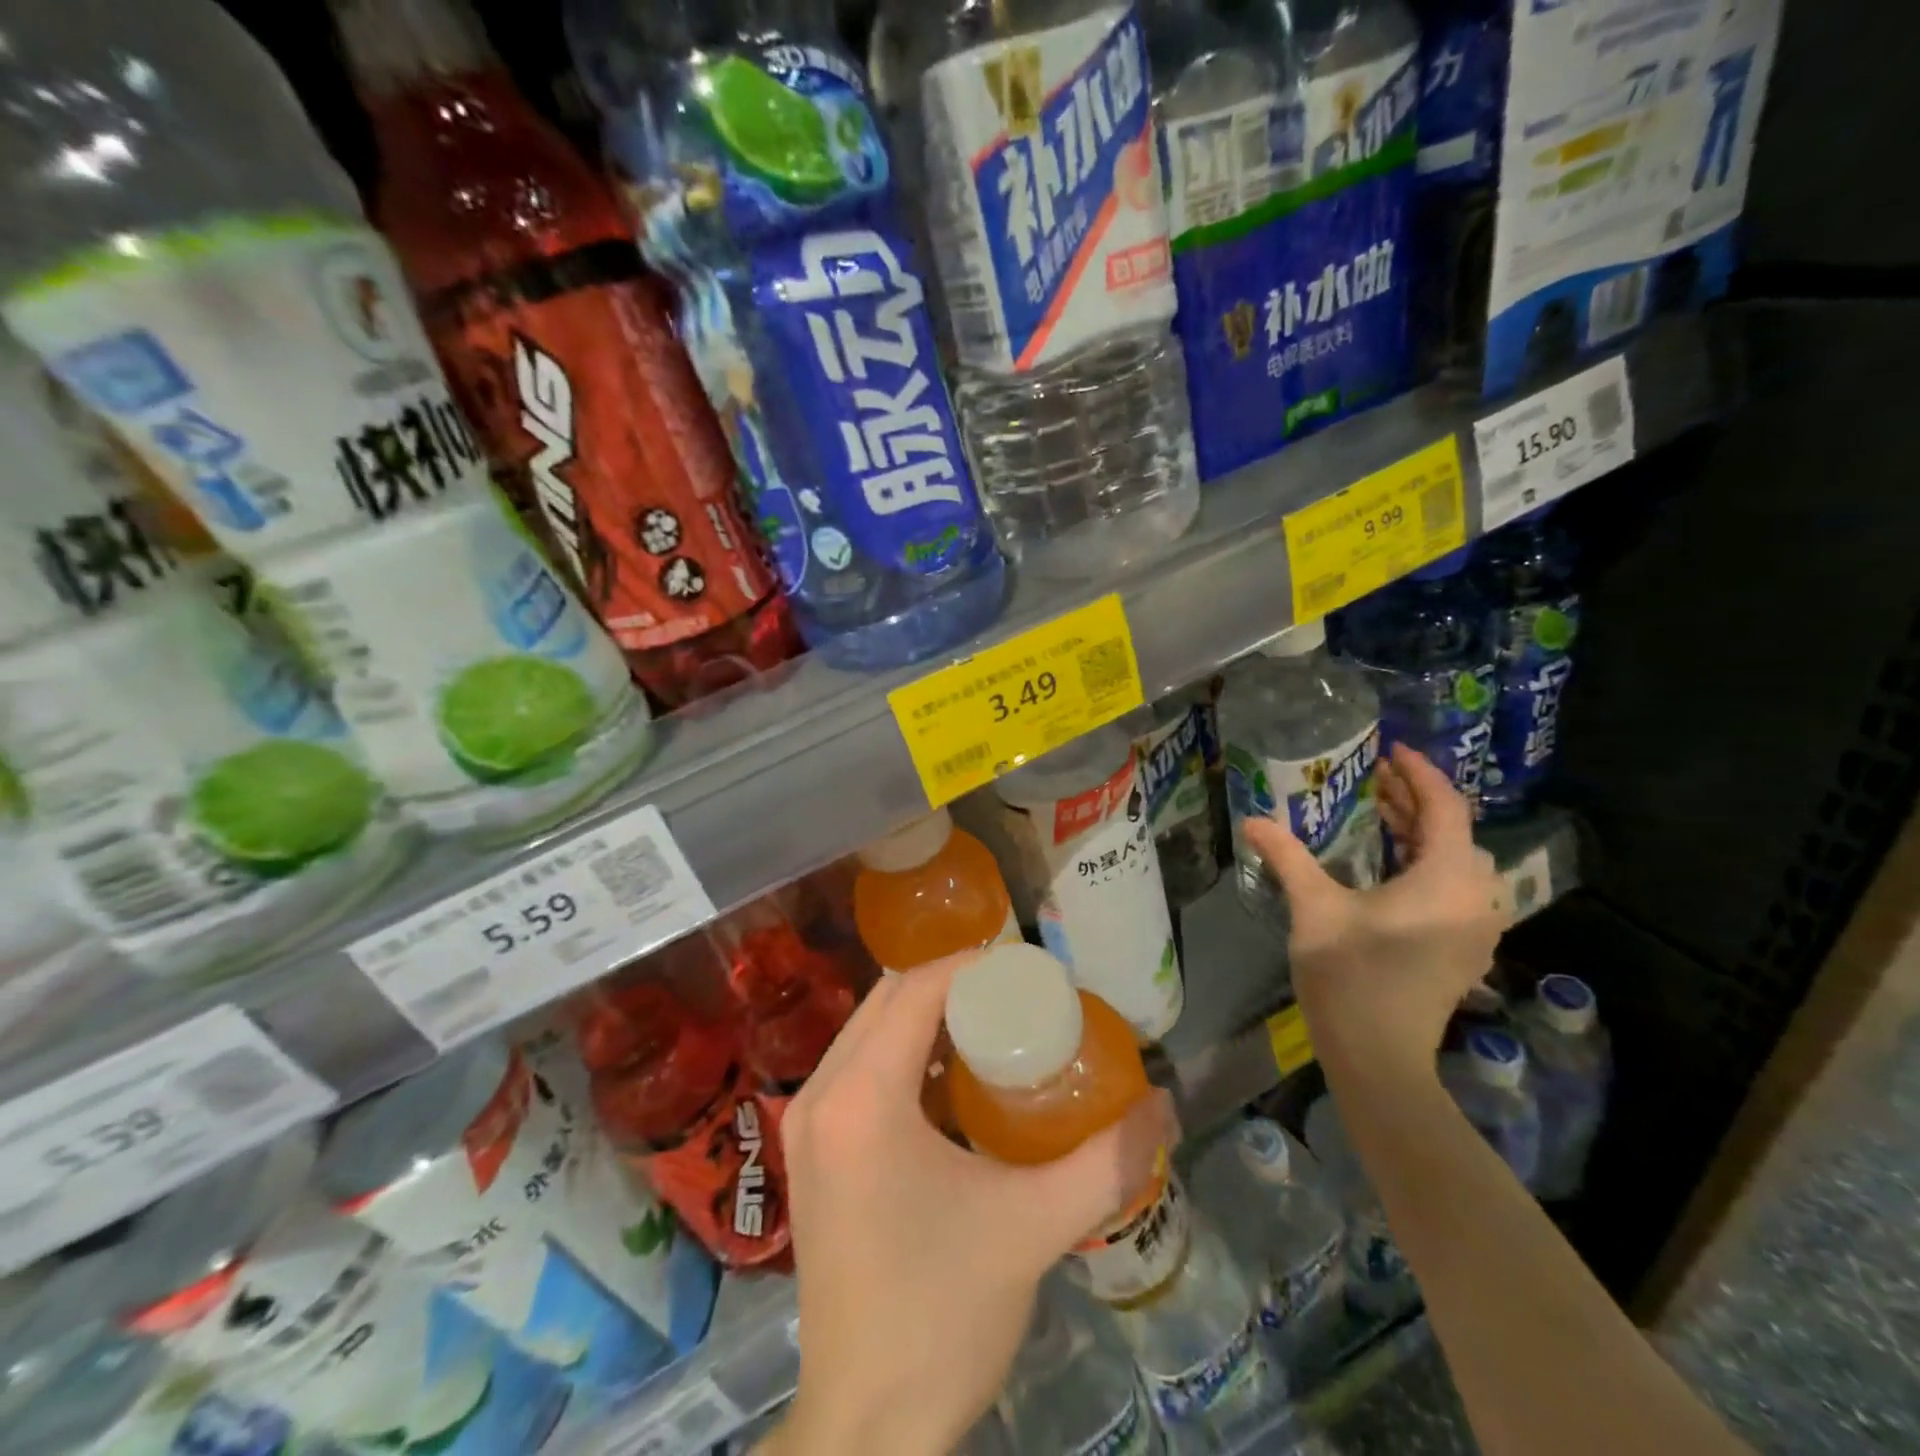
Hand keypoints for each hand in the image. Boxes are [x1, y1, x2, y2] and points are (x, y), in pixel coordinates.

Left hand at [765, 953, 1170, 1455]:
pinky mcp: (810, 1151)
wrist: (865, 1426)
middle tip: (1018, 995)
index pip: (915, 989)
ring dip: (925, 1015)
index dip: (972, 966)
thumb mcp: (1033, 1228)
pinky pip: (857, 1067)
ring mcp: (807, 1122)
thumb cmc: (942, 1314)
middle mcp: (822, 1093)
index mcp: (862, 1097)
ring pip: (868, 1029)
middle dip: (952, 985)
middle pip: (887, 999)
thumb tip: (1163, 1104)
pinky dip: (902, 1052)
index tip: (1028, 968)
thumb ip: (1107, 1161)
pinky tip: (950, 1077)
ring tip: (993, 1025)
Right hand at [1241, 742, 1510, 1076]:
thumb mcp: (1314, 908)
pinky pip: (1456, 886)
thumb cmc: (1350, 976)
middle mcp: (1475, 897)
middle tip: (1373, 779)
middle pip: (1454, 831)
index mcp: (1446, 880)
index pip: (1446, 808)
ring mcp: (1476, 926)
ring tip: (1380, 814)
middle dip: (1415, 800)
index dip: (1419, 774)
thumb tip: (1252, 819)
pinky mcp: (1465, 947)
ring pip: (1457, 860)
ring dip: (1423, 832)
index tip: (1388, 751)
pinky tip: (1392, 862)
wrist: (1380, 1056)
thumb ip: (1287, 857)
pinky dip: (1428, 862)